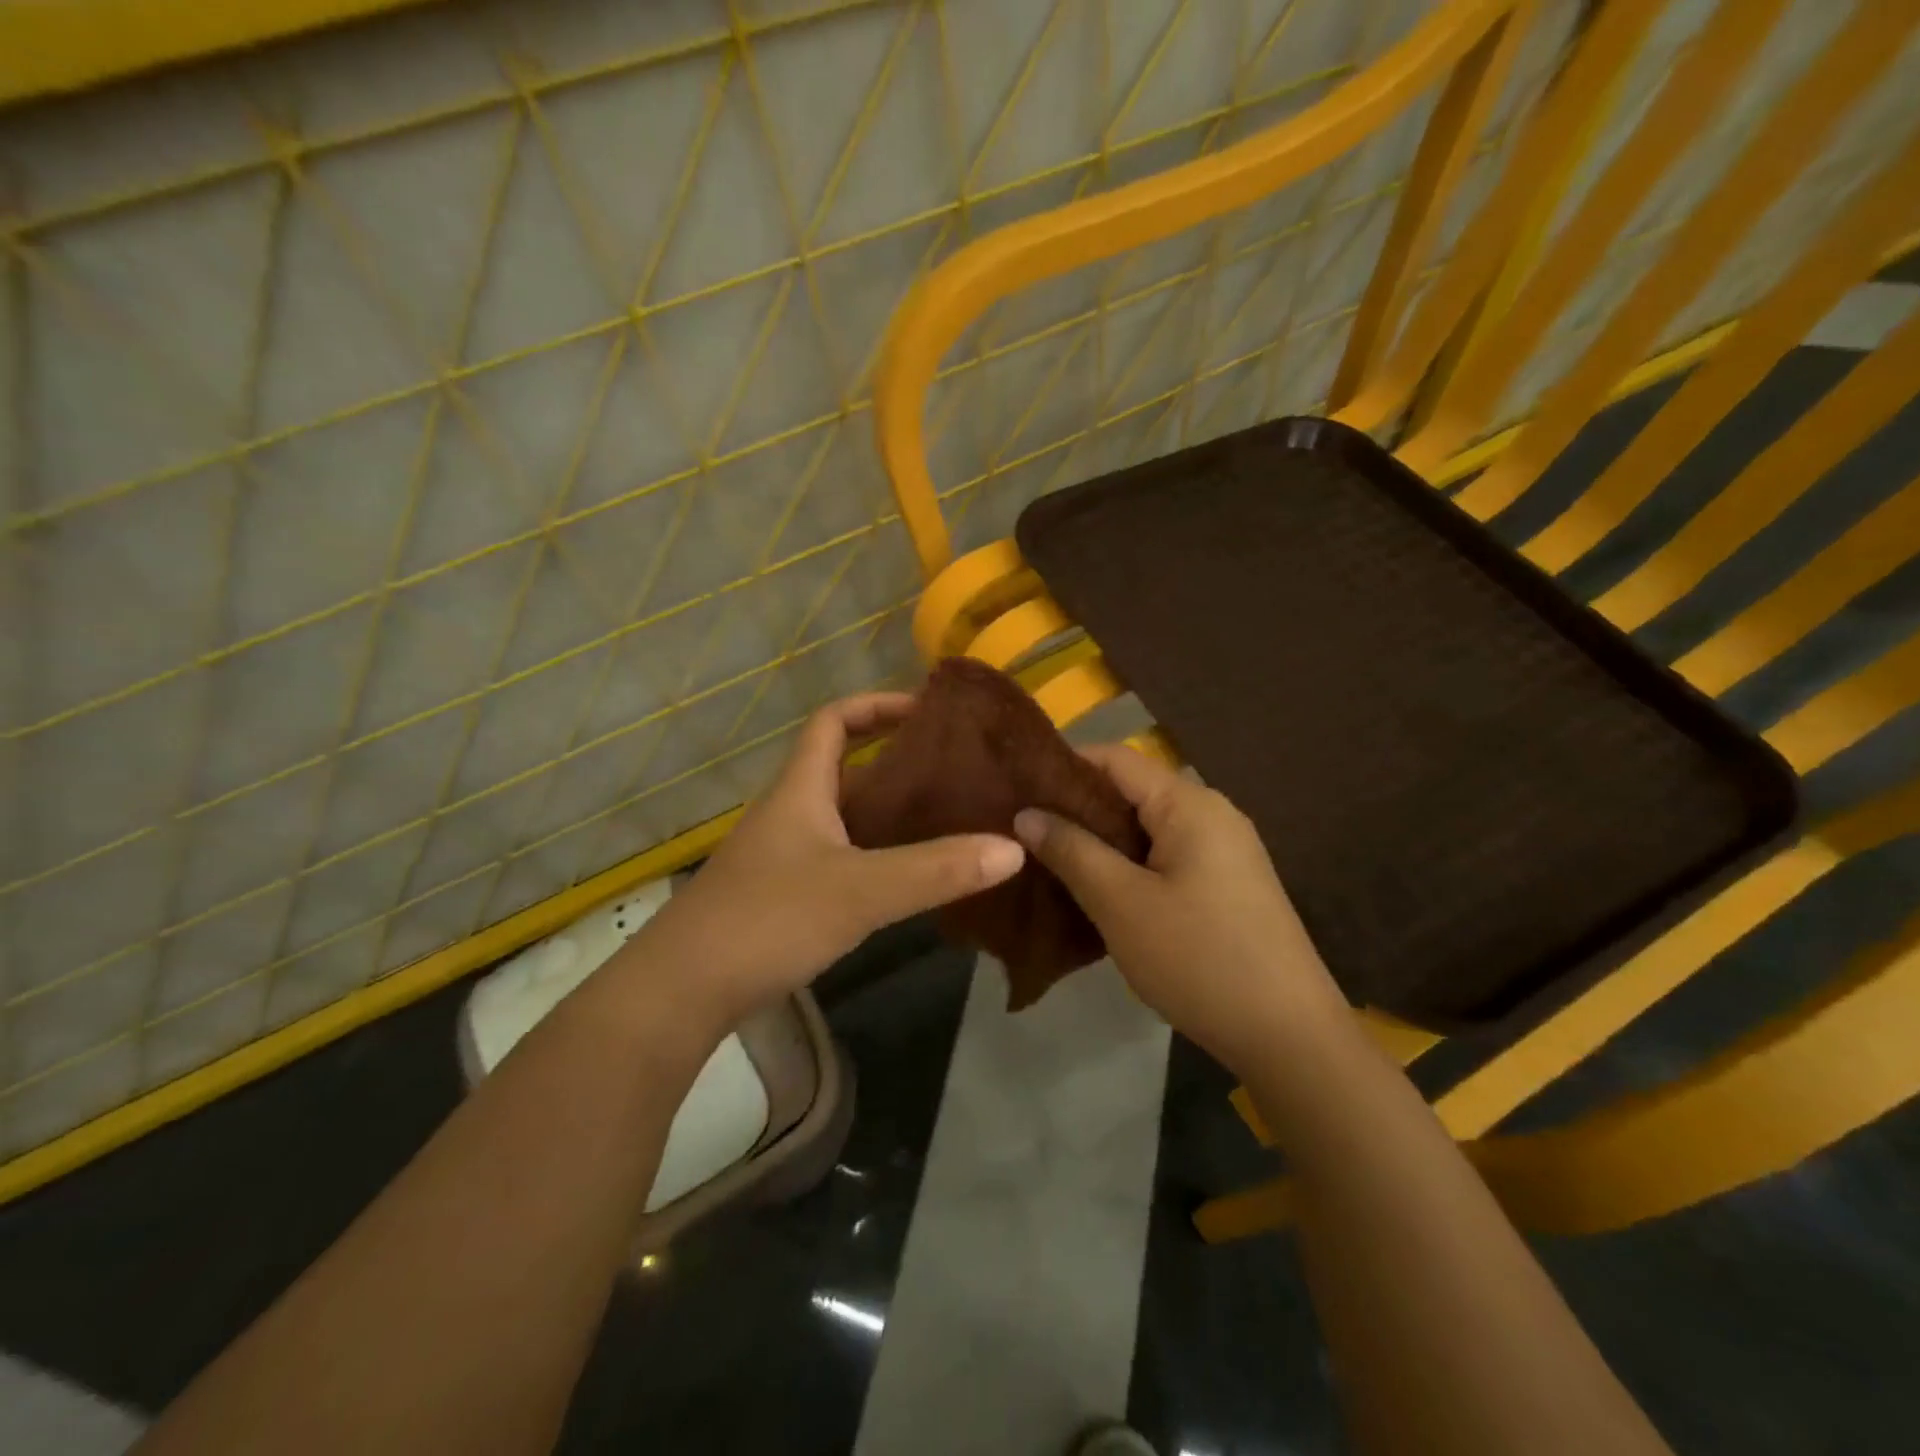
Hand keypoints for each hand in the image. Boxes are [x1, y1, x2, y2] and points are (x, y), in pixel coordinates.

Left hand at [629, 693, 1025, 1029]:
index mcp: (800, 789)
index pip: (834, 721)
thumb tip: (1013, 848)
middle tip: (955, 773)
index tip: (927, 710)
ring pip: (843, 817)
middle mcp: (789, 812)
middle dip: (896, 764)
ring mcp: (783, 855)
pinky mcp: (781, 895)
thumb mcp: (860, 890)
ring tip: (946, 821)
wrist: (682, 990)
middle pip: (844, 768)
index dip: (877, 705)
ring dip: (888, 814)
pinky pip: (838, 856)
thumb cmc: (768, 919)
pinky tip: (907, 879)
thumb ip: (936, 870)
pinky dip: (874, 856)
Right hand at [1014, 743, 1344, 1071]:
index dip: (1064, 765)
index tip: (1016, 786)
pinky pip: (1167, 855)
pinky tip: (1099, 889)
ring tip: (1050, 857)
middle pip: (1132, 790)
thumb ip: (1071, 850)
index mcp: (1189, 804)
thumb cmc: (1199, 959)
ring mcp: (1225, 850)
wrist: (1290, 1036)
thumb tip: (1026, 814)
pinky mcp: (1228, 884)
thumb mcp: (1121, 904)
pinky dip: (1129, 862)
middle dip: (1077, 806)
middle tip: (1024, 828)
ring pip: (1147, 827)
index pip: (1115, 758)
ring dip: (1101, 839)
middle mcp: (1212, 813)